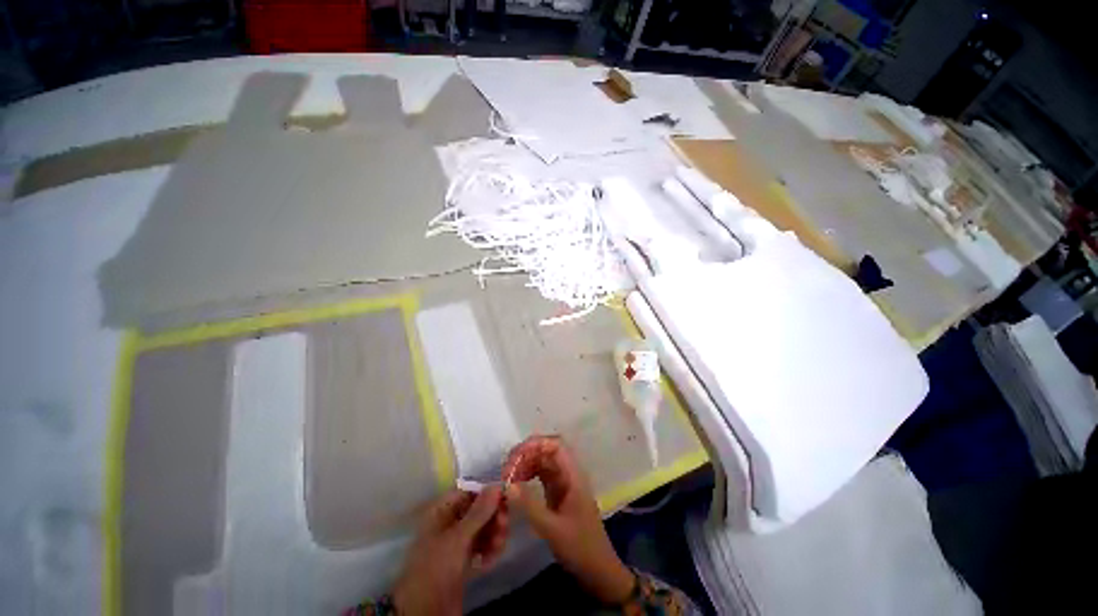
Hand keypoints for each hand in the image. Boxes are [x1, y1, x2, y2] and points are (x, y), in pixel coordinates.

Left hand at [392, 487, 507, 615]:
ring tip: (498, 546)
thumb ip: (479, 512)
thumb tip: (497, 485)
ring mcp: (457, 543)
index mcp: (442, 511)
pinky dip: (490, 550)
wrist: (423, 613)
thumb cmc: (436, 567)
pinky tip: (491, 560)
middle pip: (479, 510)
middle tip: (504, 525)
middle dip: (493, 517)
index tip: (505, 497)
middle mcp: (450, 523)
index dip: (487, 493)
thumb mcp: (458, 538)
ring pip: (483, 528)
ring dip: (494, 534)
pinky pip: (482, 547)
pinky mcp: (463, 561)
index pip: (469, 492)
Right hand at [502, 436, 635, 604]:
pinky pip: (540, 476)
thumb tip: (507, 485)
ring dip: (525, 465)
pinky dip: (527, 476)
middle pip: (546, 451)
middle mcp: (568, 474)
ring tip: (508, 478)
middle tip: (506, 470)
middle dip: (526, 455)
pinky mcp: (557, 493)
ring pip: (542, 462)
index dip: (536, 444)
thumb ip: (530, 505)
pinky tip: (516, 486)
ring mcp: (563, 483)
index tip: (515, 456)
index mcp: (573, 475)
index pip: (556, 445)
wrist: (598, 571)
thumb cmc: (580, 547)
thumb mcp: (552, 529)